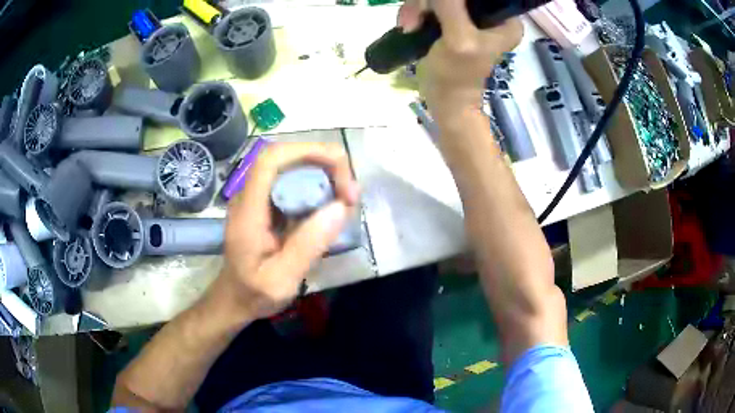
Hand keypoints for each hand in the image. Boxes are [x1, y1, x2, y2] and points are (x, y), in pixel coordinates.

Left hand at [212, 143, 359, 320]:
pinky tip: (332, 206)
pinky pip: (294, 184)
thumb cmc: (254, 294)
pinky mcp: (267, 205)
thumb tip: (340, 207)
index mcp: (248, 211)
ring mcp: (257, 199)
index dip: (307, 152)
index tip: (340, 171)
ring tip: (347, 200)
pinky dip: (318, 187)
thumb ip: (307, 246)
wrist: (234, 299)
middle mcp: (250, 196)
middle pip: (286, 158)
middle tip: (351, 194)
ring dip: (324, 174)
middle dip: (324, 164)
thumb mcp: (282, 280)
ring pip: (292, 167)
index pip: (271, 160)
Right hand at [398, 0, 522, 124]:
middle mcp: (490, 15)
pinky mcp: (452, 21)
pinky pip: (431, 4)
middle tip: (413, 20)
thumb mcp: (458, 39)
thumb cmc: (456, 75)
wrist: (444, 100)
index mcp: (505, 19)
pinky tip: (409, 25)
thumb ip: (451, 7)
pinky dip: (416, 11)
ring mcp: (469, 17)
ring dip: (418, 7)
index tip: (433, 6)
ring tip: (409, 26)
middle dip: (429, 2)